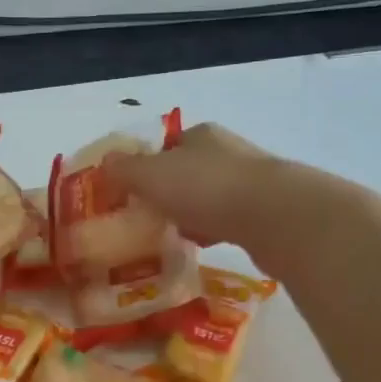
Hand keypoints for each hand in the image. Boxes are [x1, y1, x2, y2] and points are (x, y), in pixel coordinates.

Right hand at [104, 122, 288, 249]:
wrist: (274, 217)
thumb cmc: (205, 188)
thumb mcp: (151, 176)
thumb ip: (125, 169)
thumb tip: (106, 161)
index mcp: (201, 135)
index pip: (167, 145)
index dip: (147, 167)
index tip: (132, 192)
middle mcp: (228, 151)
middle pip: (189, 171)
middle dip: (169, 192)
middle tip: (148, 217)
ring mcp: (251, 181)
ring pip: (210, 197)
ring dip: (192, 213)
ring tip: (172, 235)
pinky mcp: (267, 212)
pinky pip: (229, 220)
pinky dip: (213, 230)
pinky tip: (202, 247)